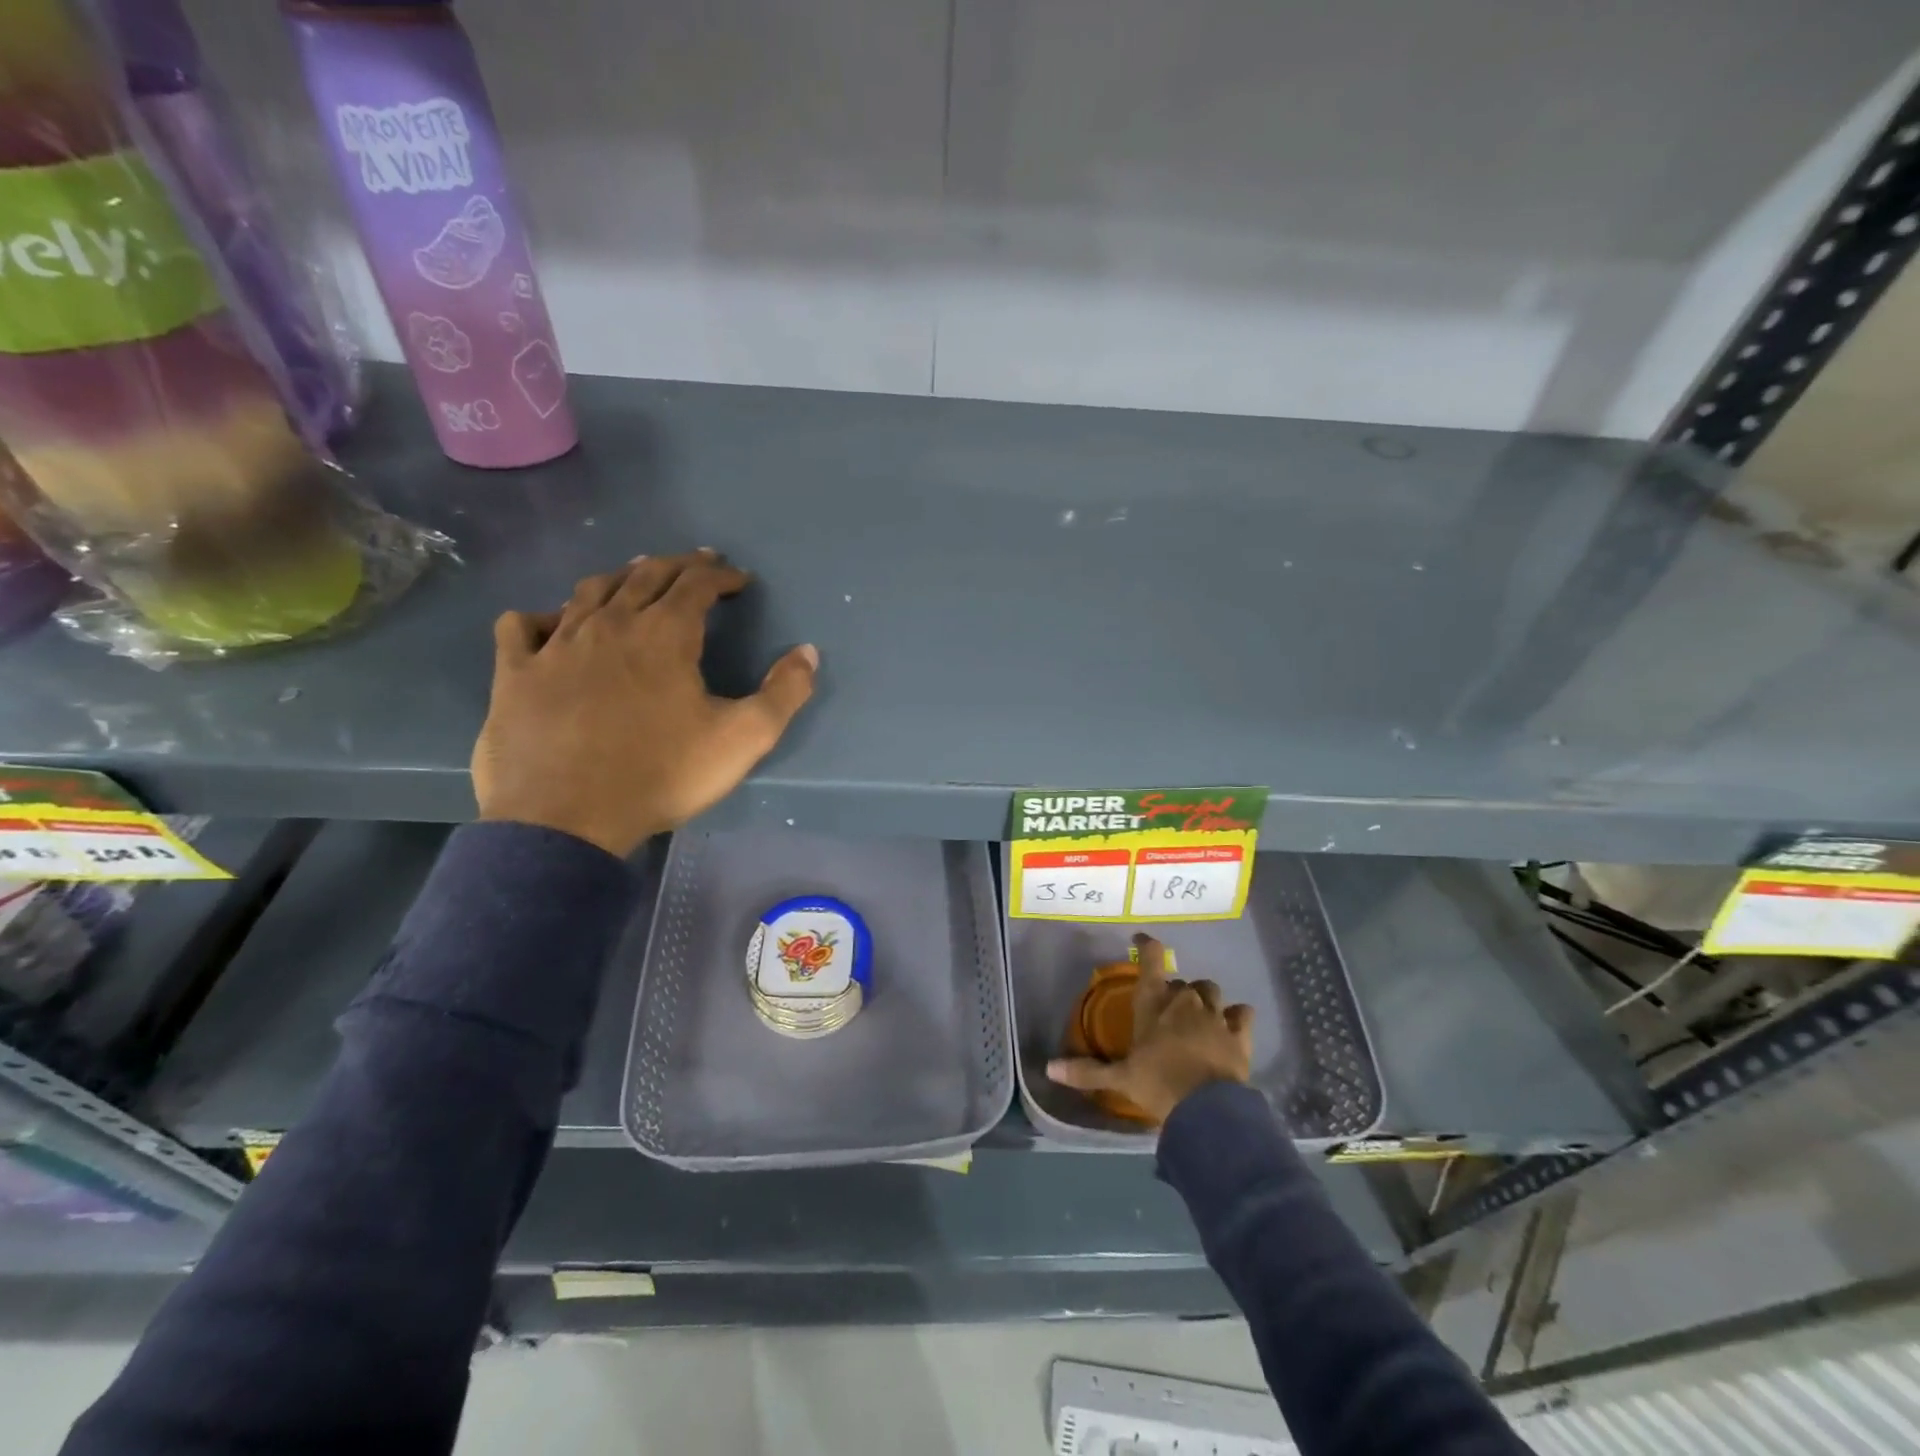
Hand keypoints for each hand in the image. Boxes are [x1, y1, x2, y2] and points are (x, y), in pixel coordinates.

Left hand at [472, 552, 818, 857]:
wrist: (566, 819)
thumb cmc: (662, 775)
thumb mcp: (743, 739)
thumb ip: (783, 693)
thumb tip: (808, 652)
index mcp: (665, 634)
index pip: (697, 583)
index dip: (722, 575)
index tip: (740, 580)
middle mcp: (610, 624)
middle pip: (645, 575)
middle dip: (678, 565)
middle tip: (698, 563)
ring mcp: (556, 645)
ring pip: (589, 591)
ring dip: (619, 578)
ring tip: (636, 578)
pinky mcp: (515, 673)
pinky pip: (522, 626)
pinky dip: (543, 617)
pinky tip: (552, 624)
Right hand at [1046, 933, 1253, 1125]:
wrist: (1207, 1109)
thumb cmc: (1158, 1085)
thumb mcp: (1119, 1079)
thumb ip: (1086, 1071)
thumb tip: (1049, 1069)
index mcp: (1153, 1004)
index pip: (1151, 960)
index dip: (1147, 946)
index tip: (1141, 940)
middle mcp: (1184, 1002)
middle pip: (1180, 983)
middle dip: (1174, 991)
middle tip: (1167, 1010)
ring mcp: (1215, 1015)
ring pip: (1211, 990)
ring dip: (1204, 998)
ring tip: (1199, 1014)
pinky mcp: (1239, 1033)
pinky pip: (1242, 1013)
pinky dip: (1237, 1016)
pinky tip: (1233, 1024)